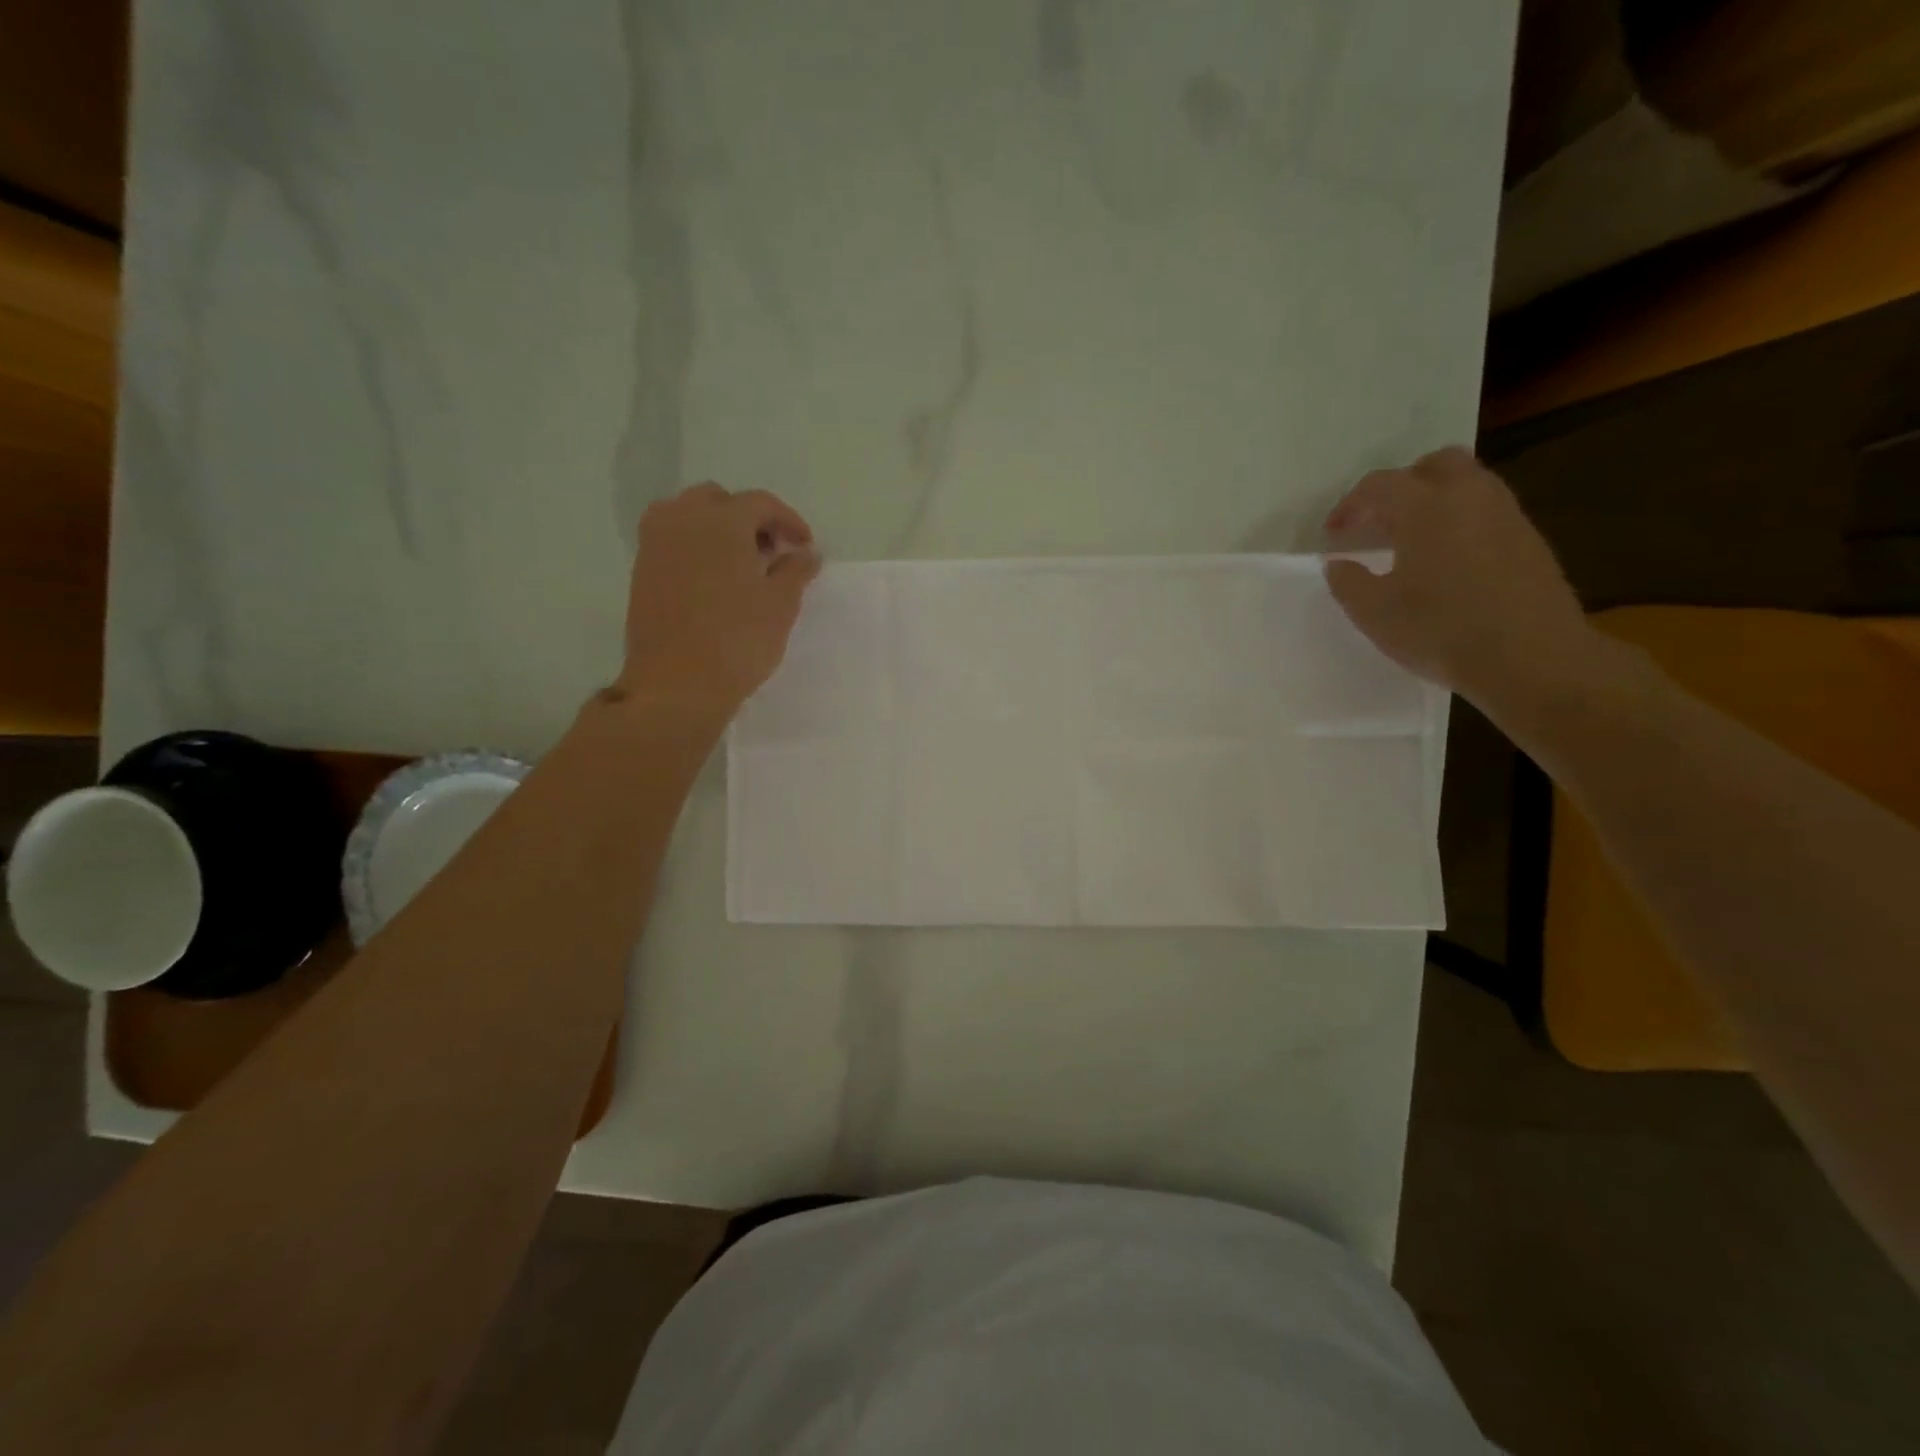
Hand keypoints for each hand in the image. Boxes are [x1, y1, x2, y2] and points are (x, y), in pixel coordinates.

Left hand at [617, 483, 821, 716]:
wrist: (675, 685)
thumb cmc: (737, 641)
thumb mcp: (780, 606)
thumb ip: (796, 571)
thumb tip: (806, 553)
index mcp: (721, 521)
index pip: (761, 502)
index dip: (789, 520)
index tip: (805, 547)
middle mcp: (682, 520)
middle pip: (720, 501)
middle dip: (750, 518)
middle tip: (772, 551)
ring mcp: (655, 545)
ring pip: (689, 515)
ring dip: (719, 529)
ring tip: (742, 564)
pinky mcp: (641, 571)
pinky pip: (672, 540)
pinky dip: (696, 546)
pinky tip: (715, 580)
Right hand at [1322, 448, 1598, 711]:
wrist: (1530, 658)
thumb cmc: (1440, 630)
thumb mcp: (1373, 612)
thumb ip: (1347, 582)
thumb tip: (1339, 563)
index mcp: (1426, 506)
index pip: (1380, 485)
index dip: (1349, 505)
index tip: (1332, 533)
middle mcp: (1470, 496)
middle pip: (1433, 466)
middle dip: (1400, 487)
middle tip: (1377, 522)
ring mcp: (1506, 515)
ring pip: (1466, 485)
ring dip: (1433, 502)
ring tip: (1409, 541)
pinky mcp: (1529, 541)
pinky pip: (1486, 513)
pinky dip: (1459, 523)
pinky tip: (1445, 561)